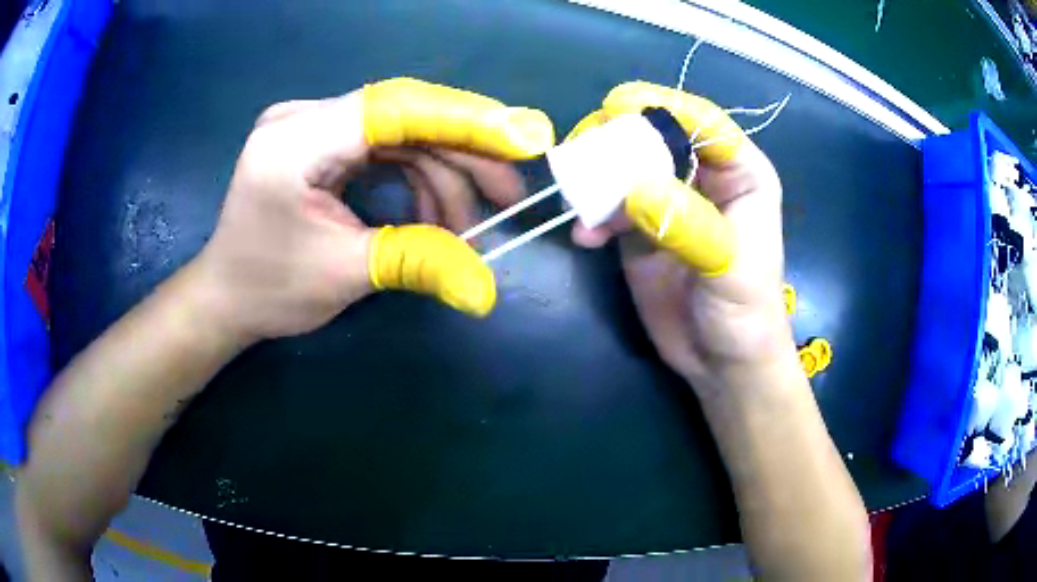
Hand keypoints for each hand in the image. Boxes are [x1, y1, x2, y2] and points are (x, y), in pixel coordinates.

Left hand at [191, 78, 554, 341]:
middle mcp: (303, 117)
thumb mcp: (345, 275)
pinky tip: (433, 216)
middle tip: (509, 197)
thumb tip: (487, 292)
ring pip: (401, 133)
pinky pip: (384, 146)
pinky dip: (416, 178)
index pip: (394, 108)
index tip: (526, 138)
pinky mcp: (321, 141)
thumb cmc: (269, 289)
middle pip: (405, 116)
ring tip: (466, 230)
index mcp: (295, 142)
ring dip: (442, 176)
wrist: (225, 296)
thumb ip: (419, 264)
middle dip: (464, 156)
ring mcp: (312, 125)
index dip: (466, 119)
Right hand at [569, 82, 792, 399]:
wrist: (720, 362)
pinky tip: (585, 238)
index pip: (704, 123)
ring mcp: (667, 202)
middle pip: (656, 137)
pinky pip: (609, 208)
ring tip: (578, 198)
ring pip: (627, 168)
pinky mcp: (639, 229)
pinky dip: (592, 217)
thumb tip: (634, 190)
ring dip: (598, 178)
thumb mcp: (729, 267)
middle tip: (584, 152)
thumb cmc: (746, 311)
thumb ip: (688, 224)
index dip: (664, 106)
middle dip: (619, 140)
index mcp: (740, 173)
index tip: (618, 105)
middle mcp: (702, 177)